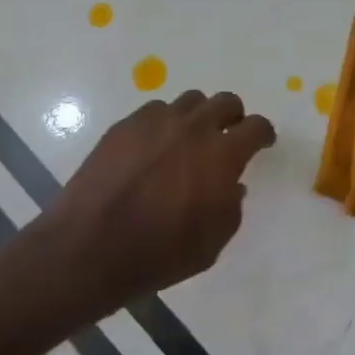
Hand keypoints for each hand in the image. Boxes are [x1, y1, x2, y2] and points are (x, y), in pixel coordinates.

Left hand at [50, 90, 276, 306]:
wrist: (91, 247)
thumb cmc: (159, 253)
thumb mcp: (211, 244)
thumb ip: (230, 208)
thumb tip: (231, 186)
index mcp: (221, 155)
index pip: (256, 127)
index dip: (263, 133)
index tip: (262, 142)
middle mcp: (192, 128)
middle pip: (225, 101)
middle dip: (233, 116)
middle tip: (228, 136)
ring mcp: (155, 122)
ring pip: (189, 101)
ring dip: (197, 116)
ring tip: (188, 139)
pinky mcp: (124, 126)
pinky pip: (154, 111)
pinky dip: (163, 124)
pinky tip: (153, 147)